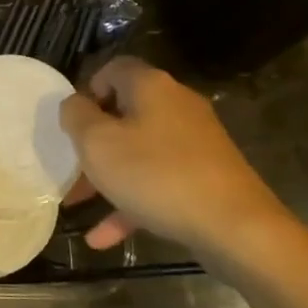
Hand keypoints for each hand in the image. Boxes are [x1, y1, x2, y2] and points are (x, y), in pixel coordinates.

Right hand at [58, 56, 295, 263]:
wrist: (236, 228)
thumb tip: (75, 104)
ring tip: (78, 206)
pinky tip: (105, 238)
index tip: (71, 123)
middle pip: (124, 114)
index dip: (86, 91)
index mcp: (151, 86)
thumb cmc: (156, 175)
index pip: (113, 69)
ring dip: (107, 177)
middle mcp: (176, 105)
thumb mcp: (97, 143)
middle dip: (92, 142)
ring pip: (139, 152)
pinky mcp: (207, 176)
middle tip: (70, 166)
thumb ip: (76, 116)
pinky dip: (132, 202)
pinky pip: (159, 181)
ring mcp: (195, 142)